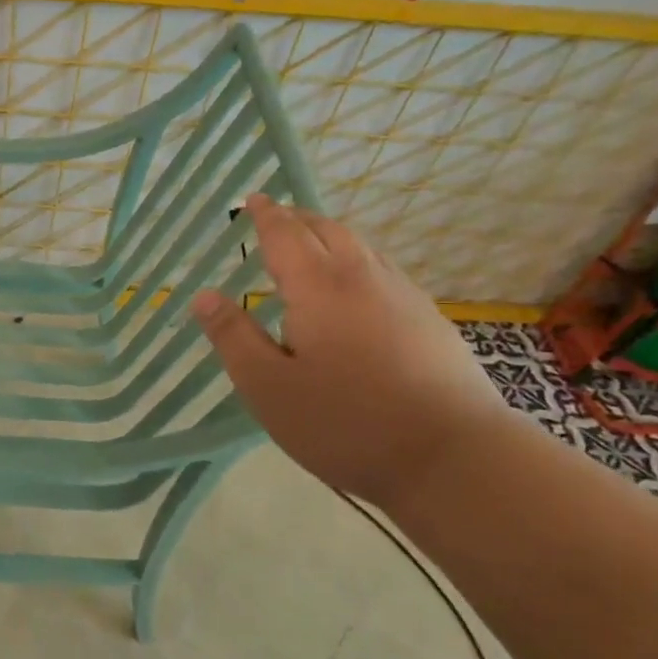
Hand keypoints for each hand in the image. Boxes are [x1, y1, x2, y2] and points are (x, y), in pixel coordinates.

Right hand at [191, 195, 511, 505]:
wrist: (454, 458)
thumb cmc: (346, 422)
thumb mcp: (268, 387)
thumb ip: (233, 338)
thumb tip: (203, 295)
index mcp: (318, 287)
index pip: (286, 235)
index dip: (266, 215)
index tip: (254, 199)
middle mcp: (363, 278)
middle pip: (328, 230)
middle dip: (298, 218)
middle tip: (276, 216)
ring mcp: (404, 296)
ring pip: (361, 247)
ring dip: (330, 235)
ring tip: (312, 244)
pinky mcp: (431, 320)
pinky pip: (384, 270)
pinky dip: (358, 260)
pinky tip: (358, 288)